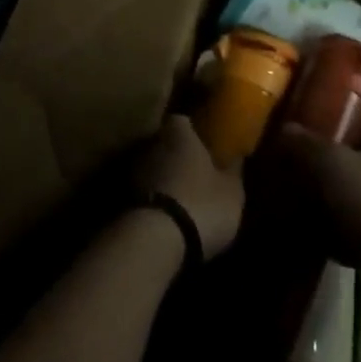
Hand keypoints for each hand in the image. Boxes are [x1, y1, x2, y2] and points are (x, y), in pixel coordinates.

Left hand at [135, 116, 244, 258]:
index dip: (192, 131)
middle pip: (164, 143)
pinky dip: (153, 199)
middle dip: (177, 155)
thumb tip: (237, 156)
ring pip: (152, 167)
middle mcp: (152, 144)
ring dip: (163, 178)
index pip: (182, 120)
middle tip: (194, 171)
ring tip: (181, 197)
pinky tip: (167, 216)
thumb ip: (234, 172)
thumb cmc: (201, 204)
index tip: (203, 142)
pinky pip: (143, 192)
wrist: (156, 241)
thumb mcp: (232, 192)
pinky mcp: (123, 200)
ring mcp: (134, 171)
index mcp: (179, 133)